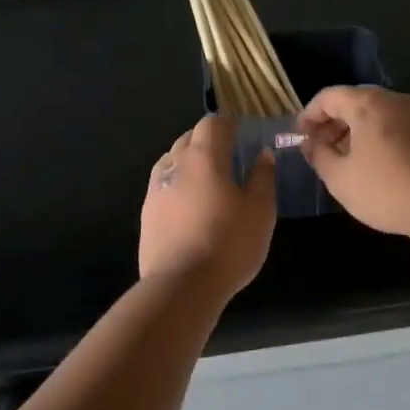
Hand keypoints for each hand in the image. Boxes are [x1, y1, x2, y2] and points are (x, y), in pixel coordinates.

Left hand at [139, 115, 275, 294]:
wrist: (182, 285)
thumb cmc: (229, 243)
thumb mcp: (260, 210)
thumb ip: (262, 177)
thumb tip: (262, 154)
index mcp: (204, 157)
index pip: (212, 124)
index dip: (228, 124)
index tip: (243, 133)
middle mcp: (175, 164)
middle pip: (189, 138)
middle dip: (208, 140)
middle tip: (229, 155)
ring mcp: (155, 189)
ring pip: (172, 160)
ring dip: (190, 161)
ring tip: (209, 179)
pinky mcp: (146, 213)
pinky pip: (163, 185)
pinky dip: (178, 184)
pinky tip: (190, 204)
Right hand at [298, 86, 409, 236]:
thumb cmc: (384, 188)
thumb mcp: (339, 178)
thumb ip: (319, 156)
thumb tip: (311, 144)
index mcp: (367, 103)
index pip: (328, 96)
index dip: (308, 115)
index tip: (299, 137)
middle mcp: (394, 100)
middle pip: (354, 101)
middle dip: (332, 123)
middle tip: (319, 148)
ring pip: (376, 114)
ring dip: (354, 131)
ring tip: (344, 160)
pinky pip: (394, 126)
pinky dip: (376, 138)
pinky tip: (373, 165)